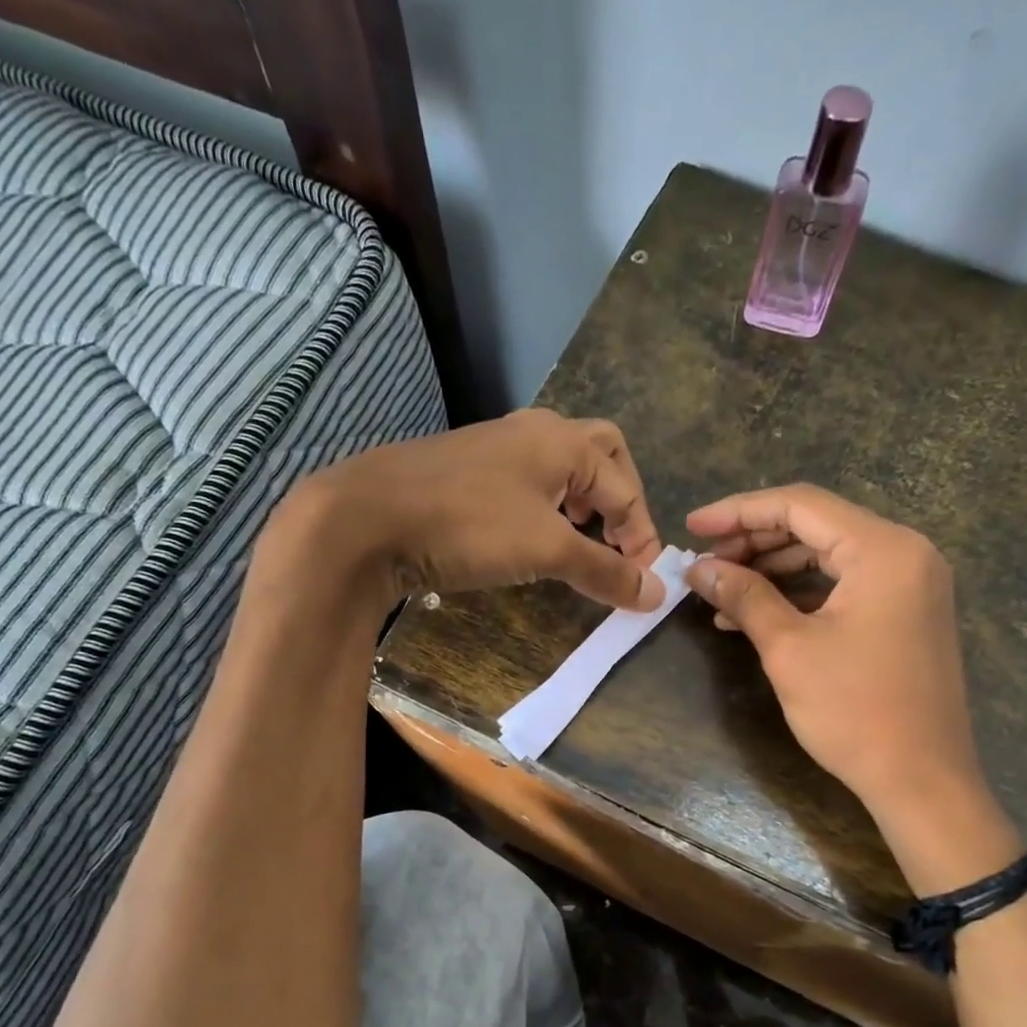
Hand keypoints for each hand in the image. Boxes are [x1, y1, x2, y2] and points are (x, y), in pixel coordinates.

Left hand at [290, 408, 664, 610]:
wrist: (368, 518)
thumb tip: (658, 594)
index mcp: (564, 442)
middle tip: (618, 542)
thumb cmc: (469, 525)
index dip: (643, 537)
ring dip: (584, 501)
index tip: (642, 582)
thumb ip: (605, 571)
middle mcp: (536, 432)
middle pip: (602, 454)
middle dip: (620, 499)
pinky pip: (529, 480)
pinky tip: (532, 537)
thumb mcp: (546, 550)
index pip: (626, 487)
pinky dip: (548, 507)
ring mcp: (498, 446)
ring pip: (563, 466)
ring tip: (581, 539)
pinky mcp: (469, 470)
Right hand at [686, 484, 985, 814]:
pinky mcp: (906, 612)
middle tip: (704, 563)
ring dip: (772, 568)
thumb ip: (744, 596)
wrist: (921, 779)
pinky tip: (756, 614)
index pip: (800, 505)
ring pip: (828, 555)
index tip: (692, 526)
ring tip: (722, 590)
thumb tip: (698, 568)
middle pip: (816, 525)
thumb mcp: (789, 649)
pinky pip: (845, 585)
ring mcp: (911, 583)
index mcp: (883, 549)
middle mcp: (905, 552)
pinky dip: (800, 593)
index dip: (738, 511)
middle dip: (754, 540)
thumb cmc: (854, 712)